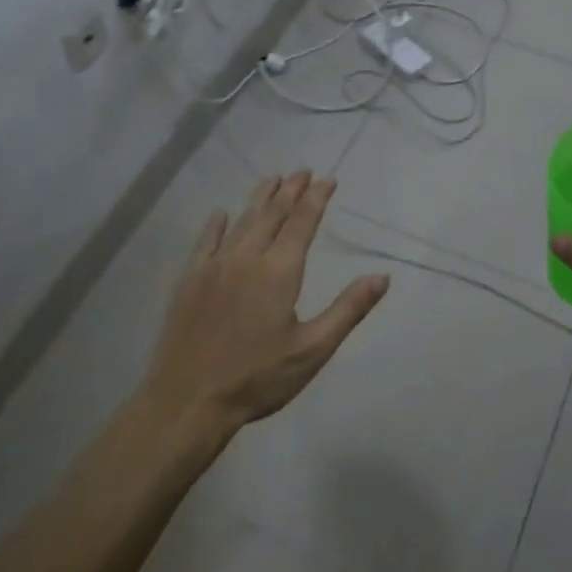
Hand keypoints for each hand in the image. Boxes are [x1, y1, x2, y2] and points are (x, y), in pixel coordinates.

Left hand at [138, 170, 388, 446]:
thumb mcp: (313, 349)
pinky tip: (221, 214)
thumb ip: (348, 309)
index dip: (316, 199)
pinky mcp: (189, 281)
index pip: (302, 223)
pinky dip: (217, 224)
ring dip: (259, 198)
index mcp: (279, 272)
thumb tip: (382, 276)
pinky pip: (205, 241)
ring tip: (272, 179)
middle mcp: (246, 258)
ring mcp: (213, 267)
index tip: (327, 180)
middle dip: (290, 191)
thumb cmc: (258, 378)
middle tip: (302, 171)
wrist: (188, 400)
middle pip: (271, 214)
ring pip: (241, 221)